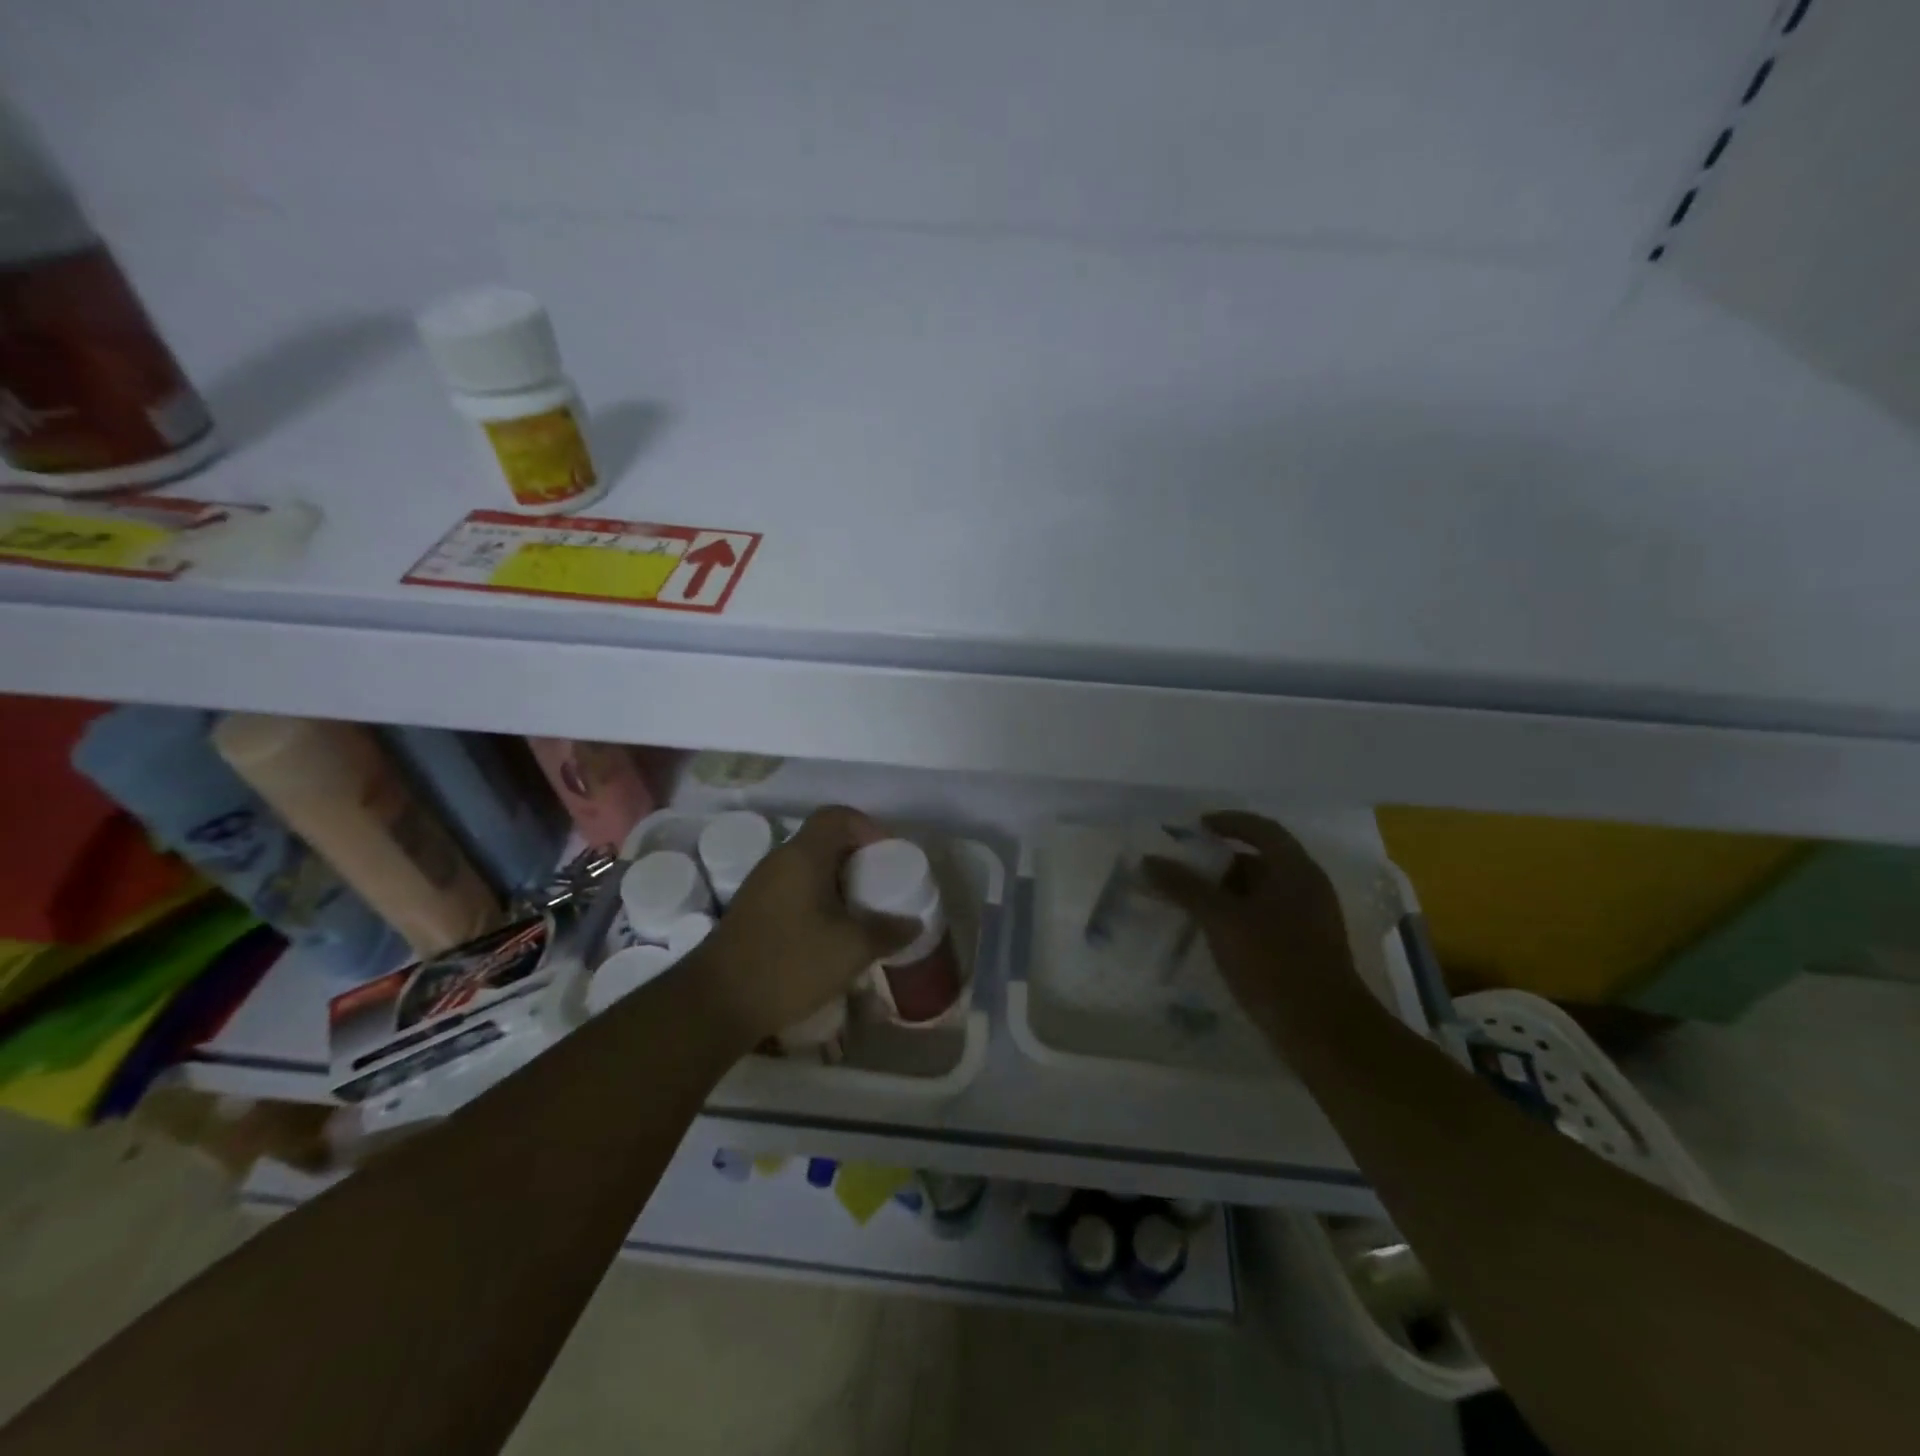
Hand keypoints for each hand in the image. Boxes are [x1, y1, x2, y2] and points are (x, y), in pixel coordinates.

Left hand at [692, 805, 917, 1045]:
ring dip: (837, 883)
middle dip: (857, 858)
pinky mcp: (752, 912)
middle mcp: (779, 861)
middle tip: (880, 886)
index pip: (837, 816)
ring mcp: (760, 886)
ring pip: (808, 868)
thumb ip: (886, 931)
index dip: (868, 827)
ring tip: (860, 912)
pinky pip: (793, 890)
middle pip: (824, 841)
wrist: (716, 1002)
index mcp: (803, 855)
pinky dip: (817, 901)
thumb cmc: (789, 963)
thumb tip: (912, 923)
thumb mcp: (850, 949)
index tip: (888, 856)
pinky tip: (829, 935)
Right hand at [1144, 811, 1364, 1036]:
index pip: (1261, 829)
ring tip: (1188, 901)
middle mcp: (1307, 887)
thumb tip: (1149, 860)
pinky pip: (1265, 917)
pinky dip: (1237, 916)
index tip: (1195, 827)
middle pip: (1259, 860)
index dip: (1228, 822)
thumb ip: (1184, 887)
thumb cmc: (1274, 962)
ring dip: (1225, 892)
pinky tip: (1212, 933)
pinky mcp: (1304, 948)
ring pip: (1261, 892)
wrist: (1323, 1030)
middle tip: (1182, 868)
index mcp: (1295, 869)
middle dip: (1219, 862)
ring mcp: (1309, 919)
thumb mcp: (1222, 920)